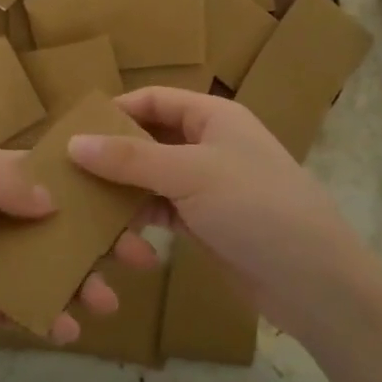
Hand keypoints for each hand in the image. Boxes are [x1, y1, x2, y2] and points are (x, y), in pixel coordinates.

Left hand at [0, 150, 128, 375]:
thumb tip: (56, 198)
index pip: (47, 174)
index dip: (89, 186)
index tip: (132, 202)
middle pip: (59, 223)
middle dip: (100, 238)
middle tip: (143, 256)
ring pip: (51, 268)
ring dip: (84, 282)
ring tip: (108, 303)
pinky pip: (28, 308)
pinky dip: (53, 317)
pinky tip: (68, 330)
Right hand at [69, 88, 367, 341]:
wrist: (315, 281)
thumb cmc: (256, 207)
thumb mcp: (189, 174)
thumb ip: (130, 158)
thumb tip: (73, 143)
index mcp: (213, 116)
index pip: (154, 99)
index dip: (115, 110)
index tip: (73, 131)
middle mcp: (209, 144)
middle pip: (150, 138)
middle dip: (112, 153)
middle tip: (66, 171)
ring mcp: (208, 185)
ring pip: (152, 177)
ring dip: (122, 189)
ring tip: (80, 204)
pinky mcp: (206, 222)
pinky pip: (162, 209)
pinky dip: (139, 216)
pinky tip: (111, 231)